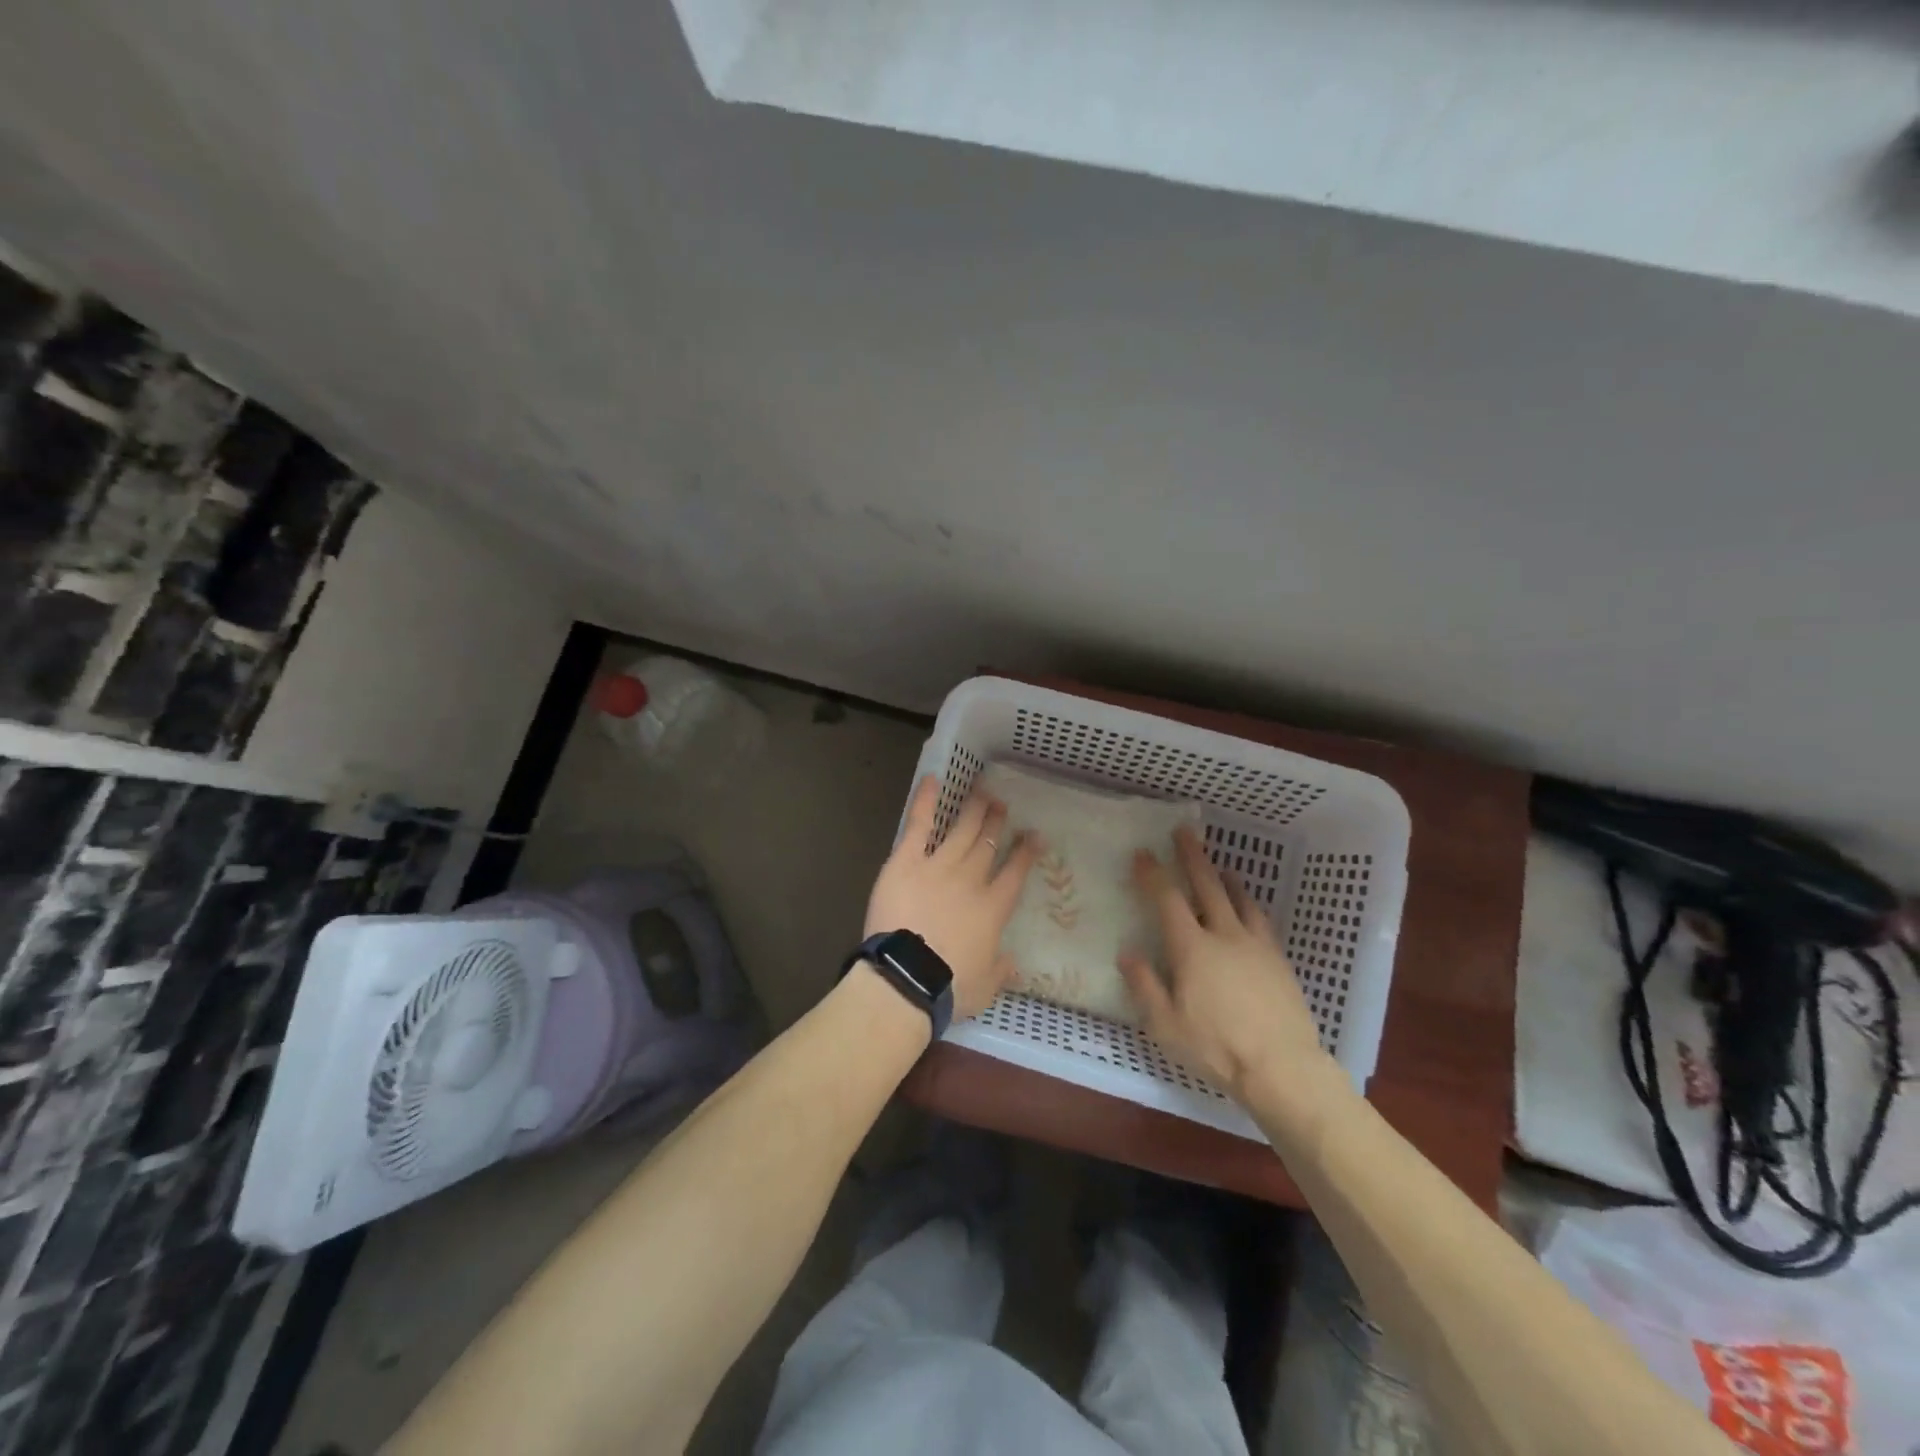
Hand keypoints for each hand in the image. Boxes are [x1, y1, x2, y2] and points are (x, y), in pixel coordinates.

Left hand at [865, 775, 1038, 1018]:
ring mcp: (938, 866)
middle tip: (1003, 803)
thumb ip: (1001, 970)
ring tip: (983, 791)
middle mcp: (970, 880)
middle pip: (987, 844)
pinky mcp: (906, 862)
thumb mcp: (985, 988)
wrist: (906, 979)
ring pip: (961, 830)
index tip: (1034, 836)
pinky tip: (932, 780)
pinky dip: (925, 802)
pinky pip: (918, 826)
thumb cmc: (949, 988)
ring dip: (973, 810)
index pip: (1014, 874)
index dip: (1025, 853)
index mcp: (992, 909)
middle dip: (997, 822)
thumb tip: (1014, 963)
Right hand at [1121, 827, 1343, 1122]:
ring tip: (1220, 866)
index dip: (1153, 874)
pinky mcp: (1279, 961)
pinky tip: (1249, 909)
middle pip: (1207, 886)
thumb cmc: (1217, 1048)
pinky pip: (1261, 921)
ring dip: (1226, 878)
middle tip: (1185, 831)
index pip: (1168, 900)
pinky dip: (1249, 905)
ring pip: (1240, 900)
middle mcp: (1224, 936)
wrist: (1283, 1067)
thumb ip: (1145, 986)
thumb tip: (1127, 953)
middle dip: (1193, 857)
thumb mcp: (1166, 1025)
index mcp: (1192, 948)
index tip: (1142, 853)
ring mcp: (1256, 946)